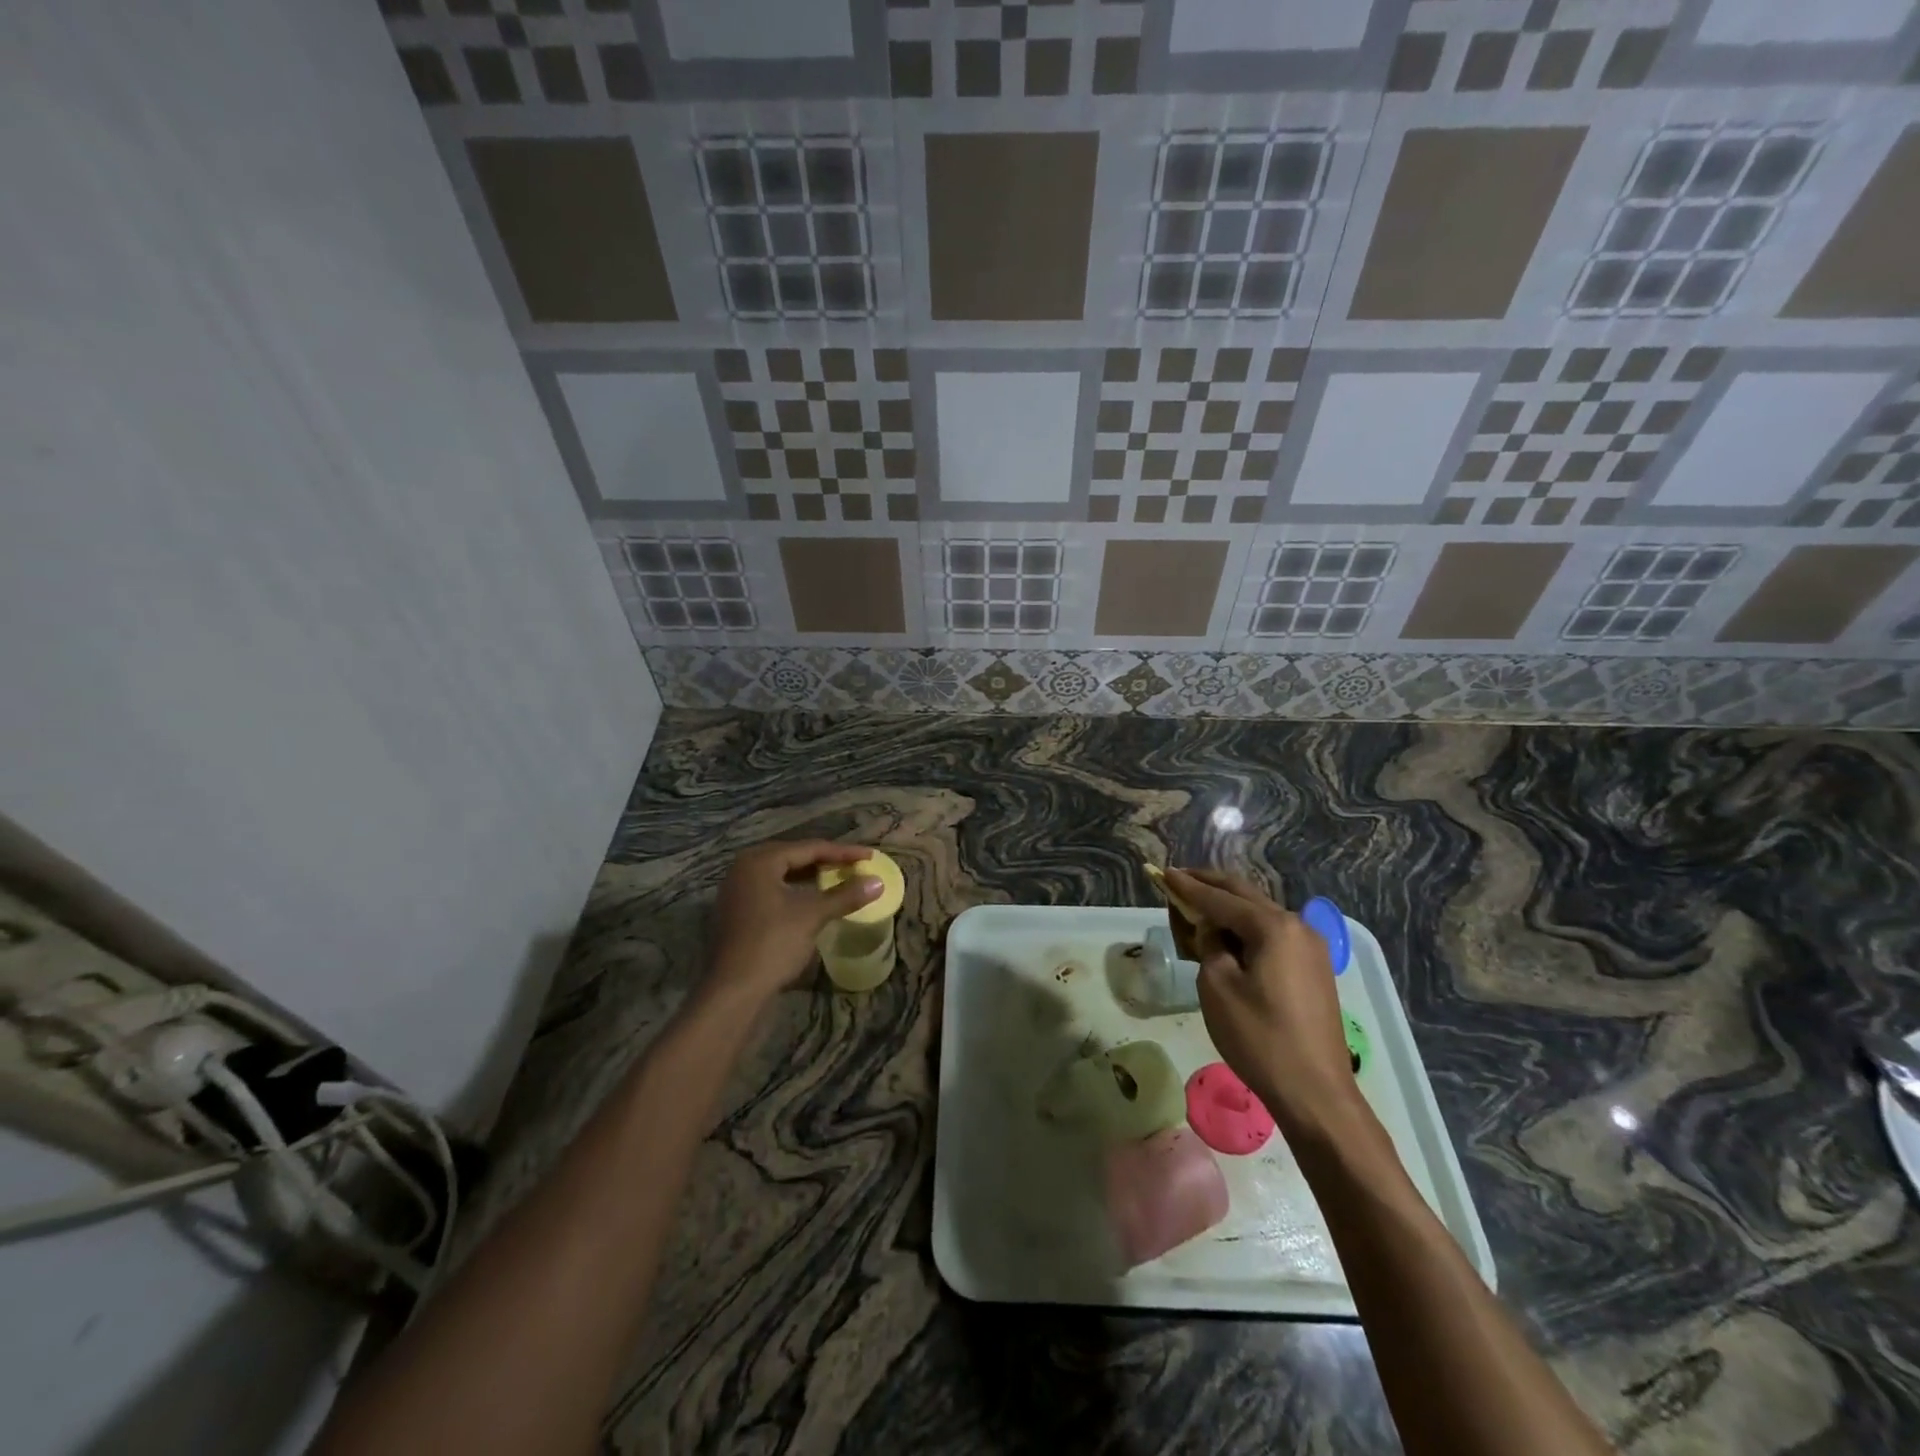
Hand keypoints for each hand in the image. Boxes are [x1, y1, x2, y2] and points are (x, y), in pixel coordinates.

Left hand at [707, 841, 881, 1002]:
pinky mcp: (737, 909)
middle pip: (794, 856)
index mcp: (760, 861)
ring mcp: (737, 889)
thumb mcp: (812, 916)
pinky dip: (795, 889)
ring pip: (782, 873)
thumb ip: (845, 895)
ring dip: (811, 875)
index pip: (809, 848)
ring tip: (838, 878)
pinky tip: (812, 898)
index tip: (869, 856)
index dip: (843, 852)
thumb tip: (878, 882)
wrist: (734, 990)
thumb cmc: (773, 944)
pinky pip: (773, 888)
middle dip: (826, 861)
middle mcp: (744, 867)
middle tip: (854, 865)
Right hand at [1165, 868, 1357, 1134]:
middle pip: (1245, 896)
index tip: (1164, 874)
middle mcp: (1297, 926)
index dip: (1189, 887)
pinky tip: (1228, 935)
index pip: (1220, 899)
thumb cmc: (1259, 1038)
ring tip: (1198, 905)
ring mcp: (1311, 947)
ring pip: (1260, 913)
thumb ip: (1210, 945)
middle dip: (1210, 886)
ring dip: (1229, 906)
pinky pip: (1273, 934)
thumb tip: (1213, 930)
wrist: (1315, 1093)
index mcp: (1273, 926)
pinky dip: (1246, 927)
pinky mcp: (1314, 968)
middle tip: (1180, 879)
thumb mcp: (1217, 986)